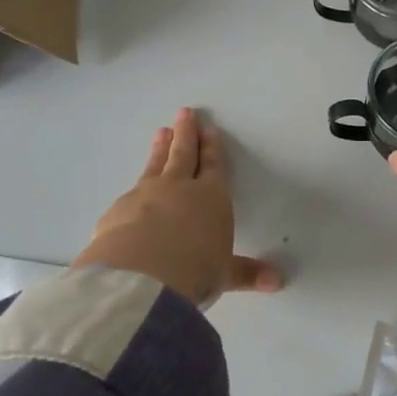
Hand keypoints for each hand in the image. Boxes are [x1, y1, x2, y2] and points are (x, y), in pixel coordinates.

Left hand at [73, 108, 283, 305]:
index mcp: (211, 197)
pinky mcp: (117, 211)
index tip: (208, 129)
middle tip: (183, 113)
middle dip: (186, 133)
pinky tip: (133, 191)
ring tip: (161, 132)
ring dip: (160, 149)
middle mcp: (178, 188)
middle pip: (183, 154)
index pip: (214, 166)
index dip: (212, 148)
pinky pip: (130, 193)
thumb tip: (279, 281)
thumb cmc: (194, 271)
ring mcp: (144, 196)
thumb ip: (246, 274)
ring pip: (155, 166)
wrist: (139, 278)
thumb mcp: (224, 275)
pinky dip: (136, 188)